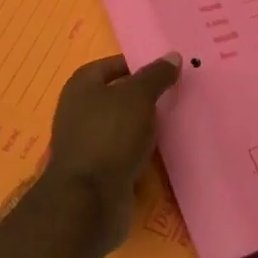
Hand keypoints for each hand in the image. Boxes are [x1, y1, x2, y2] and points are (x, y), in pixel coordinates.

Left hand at [39, 52, 182, 247]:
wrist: (89, 201)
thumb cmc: (110, 136)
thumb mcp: (138, 97)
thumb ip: (156, 75)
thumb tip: (172, 56)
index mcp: (81, 85)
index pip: (114, 65)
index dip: (140, 65)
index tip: (169, 71)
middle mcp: (79, 110)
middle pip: (118, 95)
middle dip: (146, 97)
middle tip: (177, 94)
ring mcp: (87, 142)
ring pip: (123, 125)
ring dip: (145, 125)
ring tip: (176, 121)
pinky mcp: (97, 170)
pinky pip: (124, 151)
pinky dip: (141, 150)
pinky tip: (162, 150)